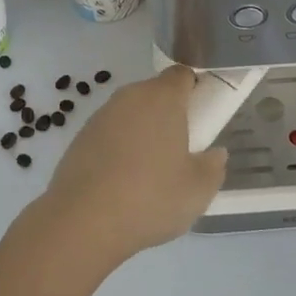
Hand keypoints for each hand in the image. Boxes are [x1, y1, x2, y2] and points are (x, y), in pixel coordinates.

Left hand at [38, 66, 227, 266]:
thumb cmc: (150, 197)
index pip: (183, 75)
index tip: (202, 115)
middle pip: (156, 94)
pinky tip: (122, 183)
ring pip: (131, 114)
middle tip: (181, 149)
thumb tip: (215, 154)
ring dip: (143, 132)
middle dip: (169, 114)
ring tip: (150, 172)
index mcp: (162, 97)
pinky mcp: (80, 137)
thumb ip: (213, 167)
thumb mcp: (198, 190)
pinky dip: (119, 149)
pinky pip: (110, 134)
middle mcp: (130, 96)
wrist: (82, 220)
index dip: (195, 89)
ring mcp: (101, 115)